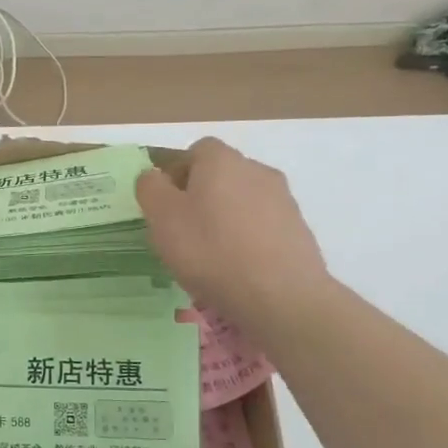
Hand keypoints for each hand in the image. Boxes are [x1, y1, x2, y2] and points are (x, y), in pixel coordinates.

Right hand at [136, 138, 330, 322]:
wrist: (280, 296)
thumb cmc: (210, 250)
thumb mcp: (161, 217)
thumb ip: (150, 188)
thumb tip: (154, 177)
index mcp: (221, 160)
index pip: (194, 151)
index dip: (176, 175)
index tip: (166, 207)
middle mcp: (256, 169)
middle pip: (220, 175)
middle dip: (200, 197)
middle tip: (183, 233)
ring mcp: (282, 199)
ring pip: (241, 201)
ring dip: (225, 219)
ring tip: (211, 256)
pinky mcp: (298, 229)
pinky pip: (261, 225)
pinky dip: (247, 239)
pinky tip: (238, 268)